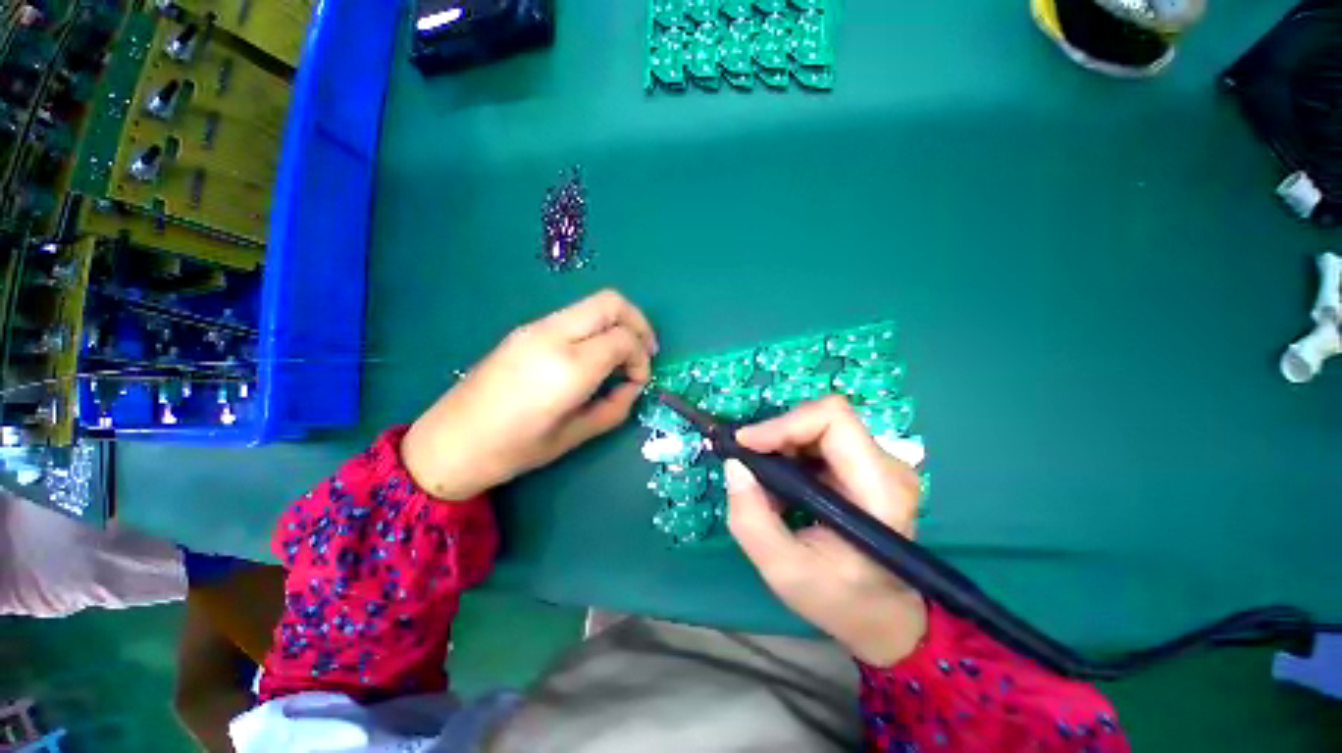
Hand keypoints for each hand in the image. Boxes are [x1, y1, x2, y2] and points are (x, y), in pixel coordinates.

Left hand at [402, 290, 657, 500]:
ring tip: (621, 356)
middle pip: (611, 303)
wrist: (450, 441)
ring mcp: (535, 327)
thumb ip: (615, 407)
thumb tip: (633, 386)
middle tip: (645, 351)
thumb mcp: (575, 435)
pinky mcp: (525, 329)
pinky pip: (574, 316)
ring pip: (592, 305)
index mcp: (568, 367)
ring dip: (616, 324)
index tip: (639, 381)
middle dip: (638, 323)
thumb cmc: (514, 449)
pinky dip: (595, 328)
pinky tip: (593, 356)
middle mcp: (553, 336)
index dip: (641, 358)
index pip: (623, 338)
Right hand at [725, 396, 927, 666]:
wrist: (881, 615)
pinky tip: (781, 484)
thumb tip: (734, 466)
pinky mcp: (865, 465)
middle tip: (748, 462)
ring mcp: (878, 463)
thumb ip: (751, 519)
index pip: (834, 420)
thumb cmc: (839, 599)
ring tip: (764, 481)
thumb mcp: (784, 571)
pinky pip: (818, 440)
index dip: (784, 423)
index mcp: (879, 490)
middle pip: (823, 418)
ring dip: (781, 445)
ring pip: (817, 426)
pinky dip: (790, 453)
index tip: (746, 445)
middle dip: (777, 434)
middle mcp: (887, 466)